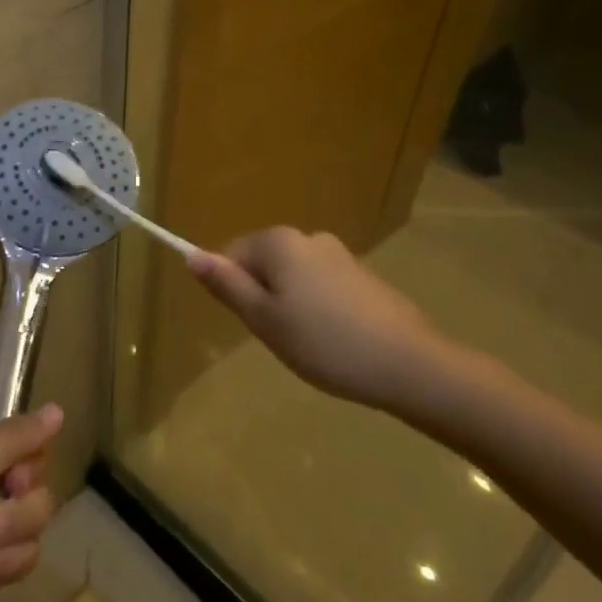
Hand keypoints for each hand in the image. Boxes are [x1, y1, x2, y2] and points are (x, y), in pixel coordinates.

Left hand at [0, 359, 62, 601]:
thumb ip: (14, 436)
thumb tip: (56, 411)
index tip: (23, 341)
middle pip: (29, 446)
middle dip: (25, 474)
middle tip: (10, 485)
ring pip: (37, 499)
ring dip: (13, 526)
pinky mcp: (1, 555)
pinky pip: (31, 542)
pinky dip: (8, 560)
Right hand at [189, 227, 460, 411]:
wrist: (409, 364)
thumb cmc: (324, 342)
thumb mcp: (263, 319)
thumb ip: (226, 285)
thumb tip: (192, 255)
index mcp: (278, 242)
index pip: (231, 254)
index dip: (233, 290)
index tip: (254, 323)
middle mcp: (308, 237)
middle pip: (263, 263)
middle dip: (263, 297)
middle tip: (280, 337)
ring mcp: (339, 254)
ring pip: (292, 277)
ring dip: (290, 305)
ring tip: (310, 344)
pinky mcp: (363, 275)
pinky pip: (321, 286)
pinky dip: (318, 309)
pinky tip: (335, 340)